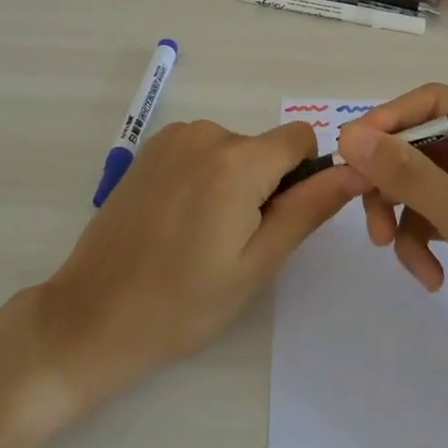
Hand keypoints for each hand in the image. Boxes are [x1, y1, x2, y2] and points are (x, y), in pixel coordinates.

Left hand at [32, 120, 361, 409]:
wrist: (93, 314)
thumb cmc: (183, 302)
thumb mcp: (257, 264)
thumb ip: (308, 209)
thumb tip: (354, 170)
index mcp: (238, 160)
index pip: (301, 138)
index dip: (304, 176)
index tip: (279, 219)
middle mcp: (207, 133)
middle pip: (264, 148)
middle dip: (264, 186)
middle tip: (234, 244)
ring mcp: (174, 137)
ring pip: (234, 150)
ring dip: (233, 183)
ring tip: (201, 237)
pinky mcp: (151, 147)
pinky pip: (202, 150)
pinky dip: (204, 177)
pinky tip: (177, 222)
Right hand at [336, 84, 447, 405]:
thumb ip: (408, 174)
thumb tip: (349, 135)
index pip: (434, 103)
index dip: (388, 122)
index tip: (348, 152)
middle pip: (423, 144)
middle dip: (392, 181)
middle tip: (366, 215)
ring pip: (423, 183)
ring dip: (404, 217)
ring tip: (398, 256)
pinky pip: (436, 216)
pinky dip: (424, 241)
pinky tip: (430, 277)